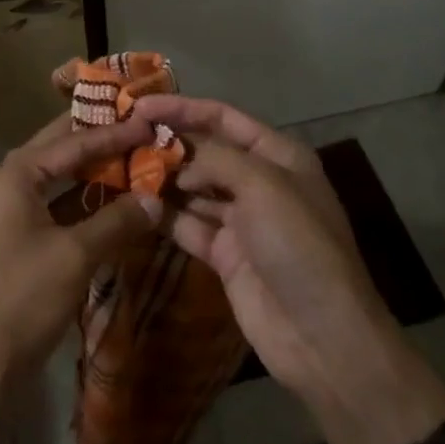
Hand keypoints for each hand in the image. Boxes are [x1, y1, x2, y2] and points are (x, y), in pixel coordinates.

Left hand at [0, 111, 162, 404]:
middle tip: (137, 127)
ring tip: (130, 161)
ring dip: (90, 173)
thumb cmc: (23, 301)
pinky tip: (108, 204)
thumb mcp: (76, 257)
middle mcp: (3, 181)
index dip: (113, 133)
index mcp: (13, 174)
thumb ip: (116, 222)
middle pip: (58, 151)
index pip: (71, 142)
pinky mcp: (8, 236)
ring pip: (54, 179)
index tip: (147, 121)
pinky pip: (48, 204)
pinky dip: (77, 202)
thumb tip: (156, 199)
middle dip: (97, 141)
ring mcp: (2, 209)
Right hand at [141, 95, 444, 443]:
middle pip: (205, 151)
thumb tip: (176, 162)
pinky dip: (165, 215)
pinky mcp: (225, 255)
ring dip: (162, 178)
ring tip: (120, 167)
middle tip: (123, 137)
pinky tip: (135, 204)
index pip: (222, 117)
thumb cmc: (298, 244)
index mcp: (278, 154)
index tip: (139, 105)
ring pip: (193, 188)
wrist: (324, 338)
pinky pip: (188, 225)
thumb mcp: (261, 185)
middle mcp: (259, 181)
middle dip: (168, 142)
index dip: (181, 107)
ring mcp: (241, 220)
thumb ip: (213, 159)